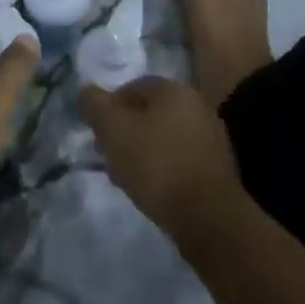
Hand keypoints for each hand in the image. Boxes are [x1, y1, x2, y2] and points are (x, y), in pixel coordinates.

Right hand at [80, 77, 242, 243]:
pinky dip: (164, 167)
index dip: (110, 107)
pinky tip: (152, 188)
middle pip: (150, 112)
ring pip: (166, 137)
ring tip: (127, 175)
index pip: (133, 87)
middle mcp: (197, 105)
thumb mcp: (113, 130)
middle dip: (126, 131)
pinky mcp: (218, 168)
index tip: (97, 132)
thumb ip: (95, 105)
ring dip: (144, 150)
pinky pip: (181, 158)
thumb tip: (85, 89)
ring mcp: (212, 137)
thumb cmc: (156, 164)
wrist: (207, 216)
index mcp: (173, 89)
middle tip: (108, 154)